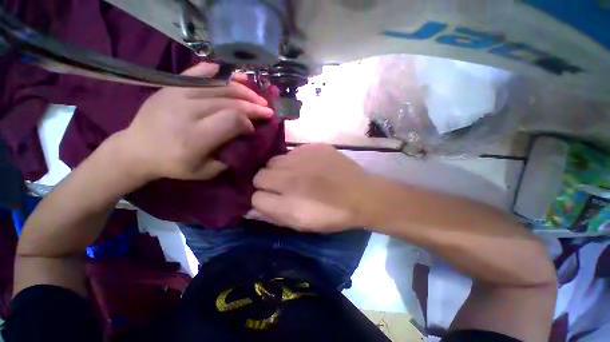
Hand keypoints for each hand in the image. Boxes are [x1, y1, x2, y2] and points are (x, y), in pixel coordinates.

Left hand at [115, 62, 272, 180]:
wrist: (135, 149)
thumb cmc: (173, 164)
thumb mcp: (205, 172)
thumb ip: (229, 158)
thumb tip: (246, 140)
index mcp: (196, 138)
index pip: (232, 120)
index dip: (248, 122)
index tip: (253, 129)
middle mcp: (187, 112)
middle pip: (229, 101)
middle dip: (253, 105)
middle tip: (267, 109)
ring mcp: (176, 94)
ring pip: (218, 86)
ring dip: (243, 90)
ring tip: (257, 95)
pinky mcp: (170, 86)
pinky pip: (197, 74)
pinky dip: (217, 72)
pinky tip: (234, 74)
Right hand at [251, 144, 373, 231]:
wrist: (361, 194)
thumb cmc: (332, 215)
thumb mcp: (301, 224)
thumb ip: (273, 216)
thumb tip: (251, 209)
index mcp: (287, 201)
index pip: (254, 196)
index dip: (261, 199)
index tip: (270, 200)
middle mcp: (289, 176)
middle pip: (260, 174)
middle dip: (266, 182)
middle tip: (283, 187)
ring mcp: (301, 157)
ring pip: (274, 160)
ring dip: (279, 169)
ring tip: (296, 175)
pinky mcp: (313, 146)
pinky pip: (292, 151)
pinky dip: (295, 160)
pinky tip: (309, 166)